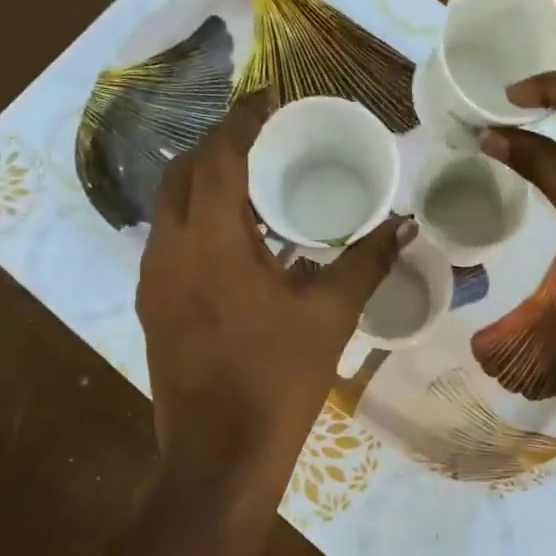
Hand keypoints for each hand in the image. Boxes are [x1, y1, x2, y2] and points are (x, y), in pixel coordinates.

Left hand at [136, 94, 410, 508]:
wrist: (219, 455)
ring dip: (204, 185)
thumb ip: (365, 262)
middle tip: (264, 142)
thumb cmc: (278, 380)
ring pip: (170, 208)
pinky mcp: (151, 306)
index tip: (269, 101)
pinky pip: (169, 242)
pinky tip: (236, 242)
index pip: (219, 155)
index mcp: (211, 240)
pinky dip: (196, 222)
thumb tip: (405, 224)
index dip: (243, 121)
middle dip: (220, 147)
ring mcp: (152, 279)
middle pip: (184, 173)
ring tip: (253, 185)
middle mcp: (169, 248)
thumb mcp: (329, 316)